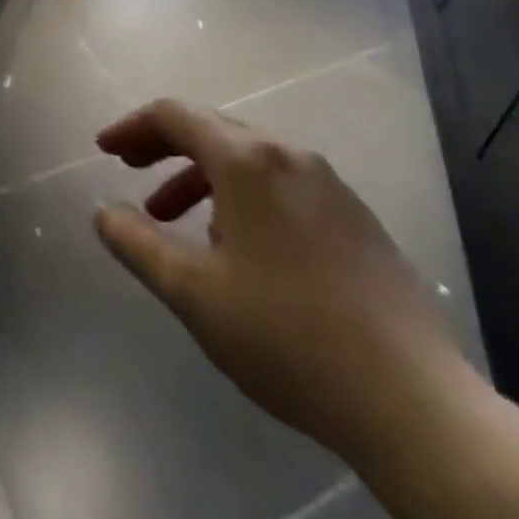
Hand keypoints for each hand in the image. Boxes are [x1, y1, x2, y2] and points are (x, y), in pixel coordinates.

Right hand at [93, 99, 472, 464]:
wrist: (415, 403)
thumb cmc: (287, 336)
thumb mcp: (193, 292)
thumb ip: (137, 243)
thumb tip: (103, 211)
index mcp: (248, 160)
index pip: (175, 116)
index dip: (132, 127)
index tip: (104, 151)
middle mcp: (290, 156)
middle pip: (212, 130)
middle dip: (164, 147)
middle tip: (131, 173)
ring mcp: (331, 186)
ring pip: (249, 160)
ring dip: (201, 178)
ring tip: (177, 223)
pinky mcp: (357, 220)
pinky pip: (282, 186)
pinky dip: (242, 197)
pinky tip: (240, 248)